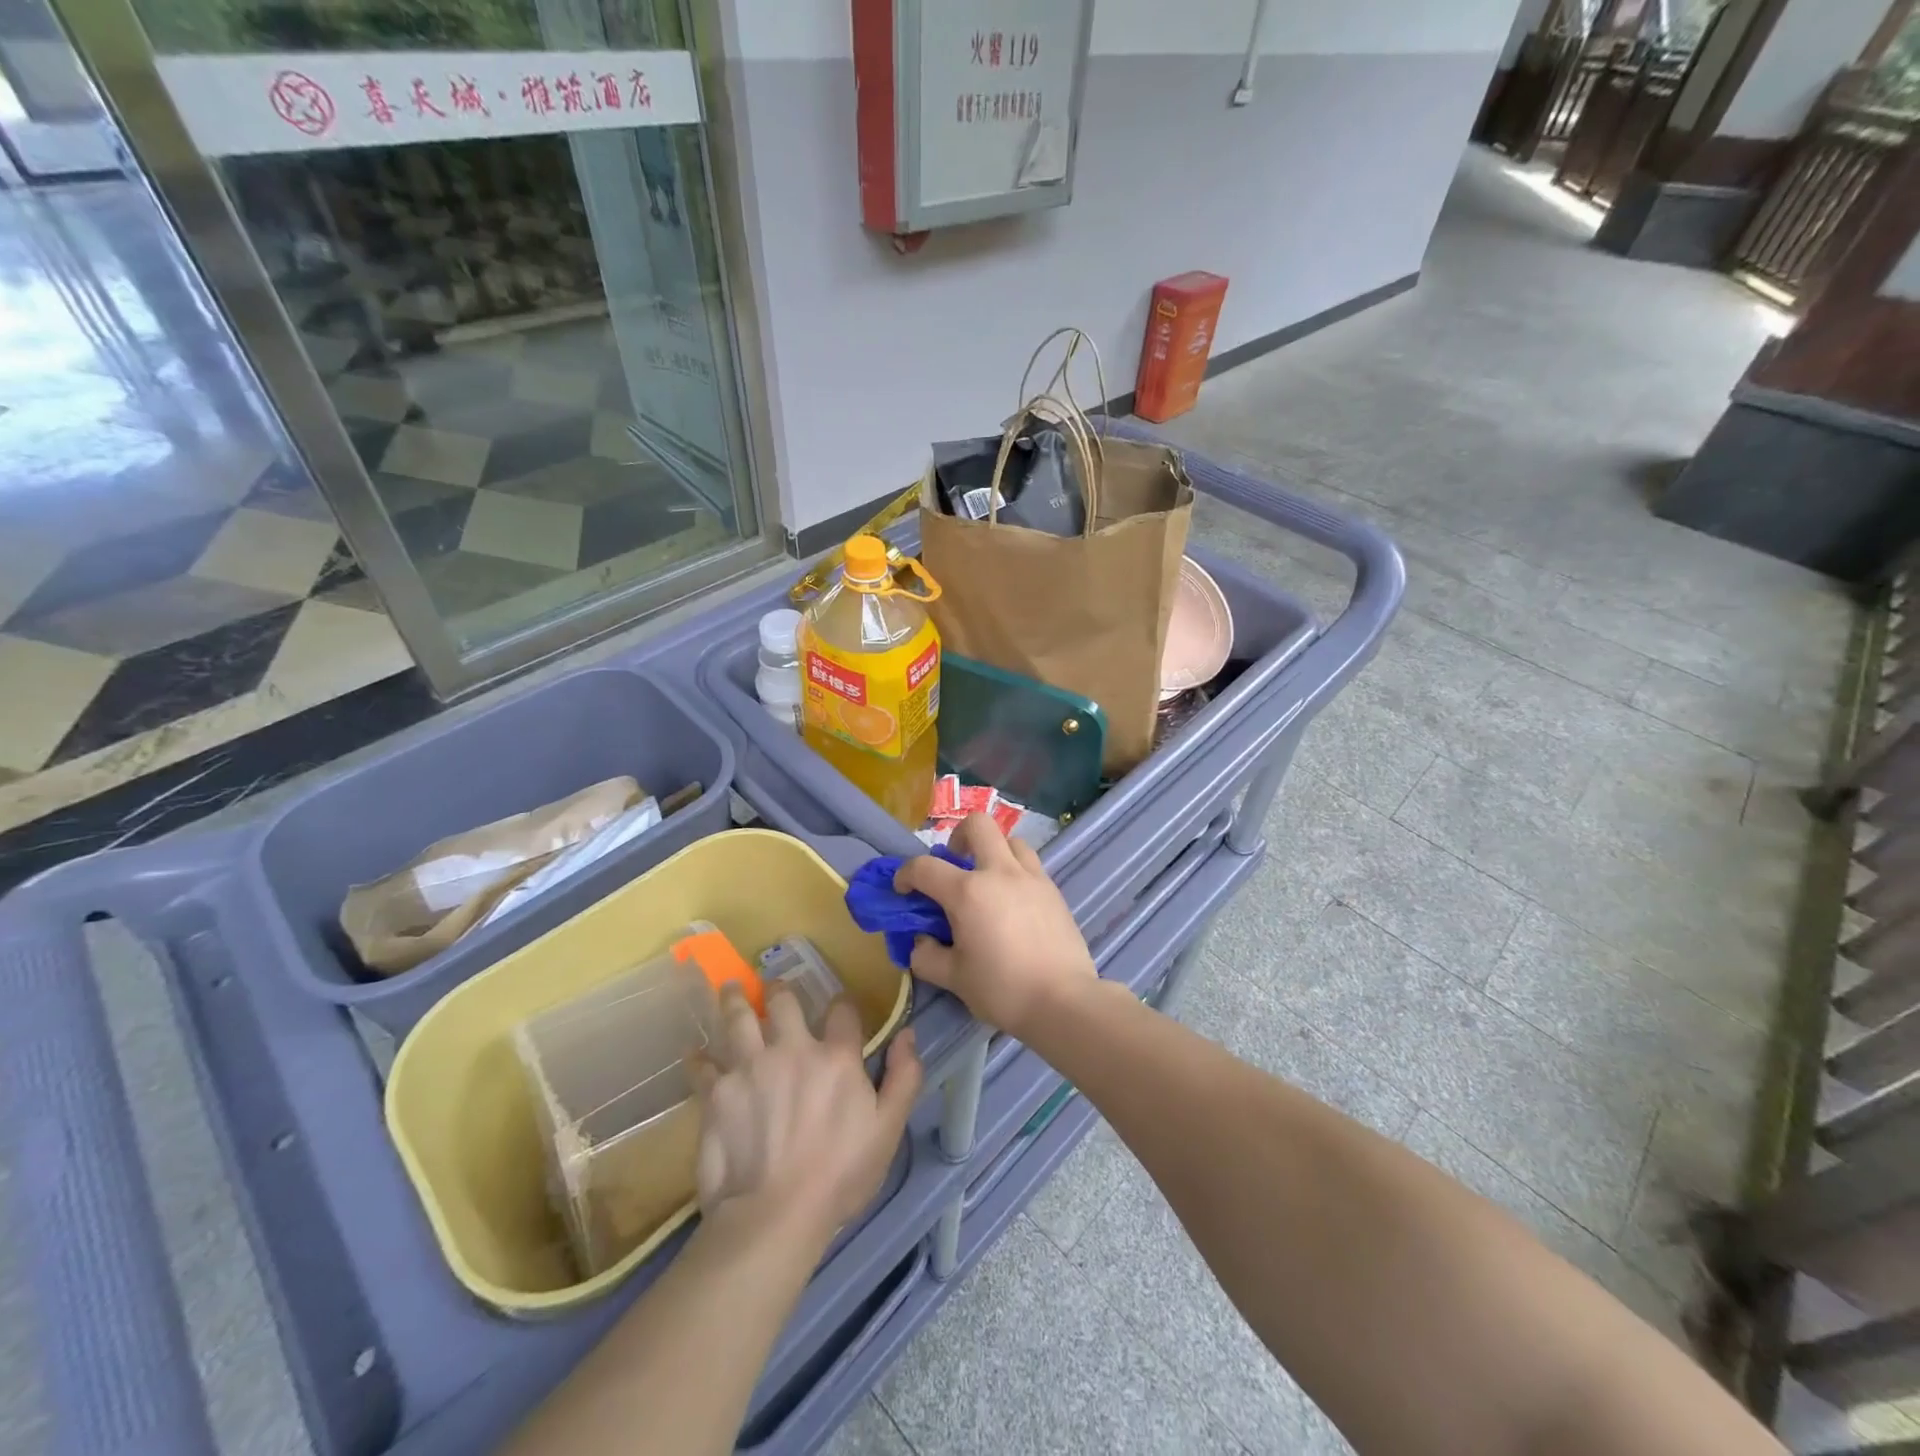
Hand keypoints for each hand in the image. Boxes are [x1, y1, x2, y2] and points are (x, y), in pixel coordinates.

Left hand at [690, 985, 920, 1240]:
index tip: (840, 1007)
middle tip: (773, 984)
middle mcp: (791, 1049)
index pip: (842, 1011)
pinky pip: (703, 1066)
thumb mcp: (888, 1129)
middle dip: (779, 990)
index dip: (843, 1004)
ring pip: (738, 1018)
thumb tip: (908, 1034)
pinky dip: (699, 1058)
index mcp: (835, 1056)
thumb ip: (904, 1078)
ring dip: (735, 1000)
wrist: (773, 1215)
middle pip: (782, 1003)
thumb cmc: (840, 1175)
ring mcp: (749, 1067)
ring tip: (732, 988)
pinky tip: (695, 1053)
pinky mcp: (716, 1093)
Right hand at [892, 815, 1096, 1039]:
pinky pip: (1030, 864)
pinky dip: (1015, 871)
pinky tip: (1012, 902)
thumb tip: (921, 941)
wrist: (1064, 1001)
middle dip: (958, 836)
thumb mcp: (953, 978)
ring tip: (987, 880)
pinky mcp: (1053, 890)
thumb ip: (927, 956)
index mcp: (968, 892)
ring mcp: (1031, 877)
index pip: (925, 867)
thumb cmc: (1003, 989)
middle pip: (978, 825)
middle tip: (953, 863)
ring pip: (1010, 840)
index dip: (906, 874)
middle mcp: (1000, 872)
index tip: (903, 890)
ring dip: (992, 850)